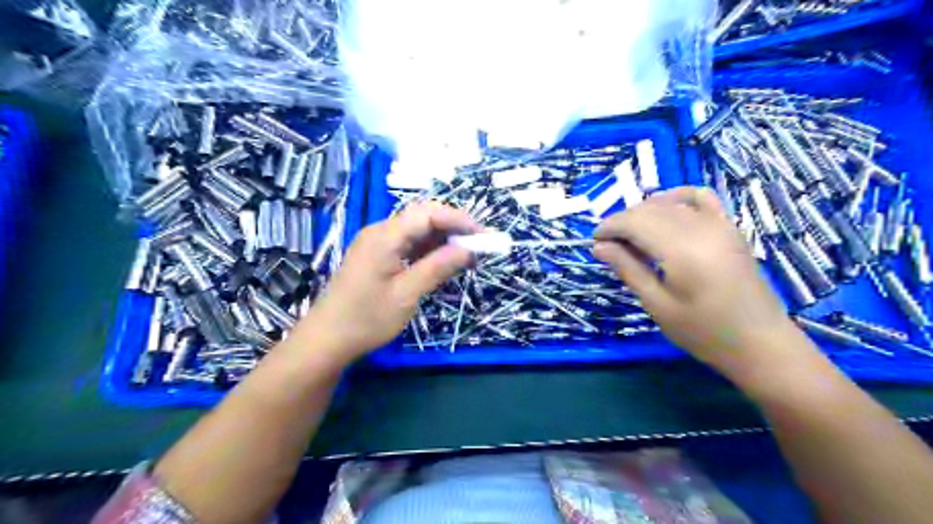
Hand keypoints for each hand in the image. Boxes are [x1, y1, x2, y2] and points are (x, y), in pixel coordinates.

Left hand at [295, 201, 480, 364]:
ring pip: (416, 231)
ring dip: (442, 240)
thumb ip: (438, 267)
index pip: (429, 214)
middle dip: (453, 228)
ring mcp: (377, 243)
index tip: (483, 236)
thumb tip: (468, 249)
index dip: (459, 220)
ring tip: (466, 257)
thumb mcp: (407, 294)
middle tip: (477, 247)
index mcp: (385, 236)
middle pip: (423, 217)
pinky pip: (407, 244)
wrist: (327, 339)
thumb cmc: (367, 319)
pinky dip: (428, 250)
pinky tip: (443, 263)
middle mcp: (380, 231)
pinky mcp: (376, 255)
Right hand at [594, 186, 798, 377]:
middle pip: (650, 209)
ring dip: (644, 212)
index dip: (610, 226)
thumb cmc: (703, 332)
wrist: (760, 343)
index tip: (594, 240)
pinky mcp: (730, 228)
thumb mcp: (657, 305)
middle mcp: (700, 228)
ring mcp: (719, 224)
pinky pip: (700, 198)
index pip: (635, 222)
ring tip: (632, 234)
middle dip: (623, 220)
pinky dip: (677, 198)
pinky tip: (666, 211)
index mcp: (680, 250)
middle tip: (609, 243)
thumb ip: (628, 269)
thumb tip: (599, 247)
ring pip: (670, 202)